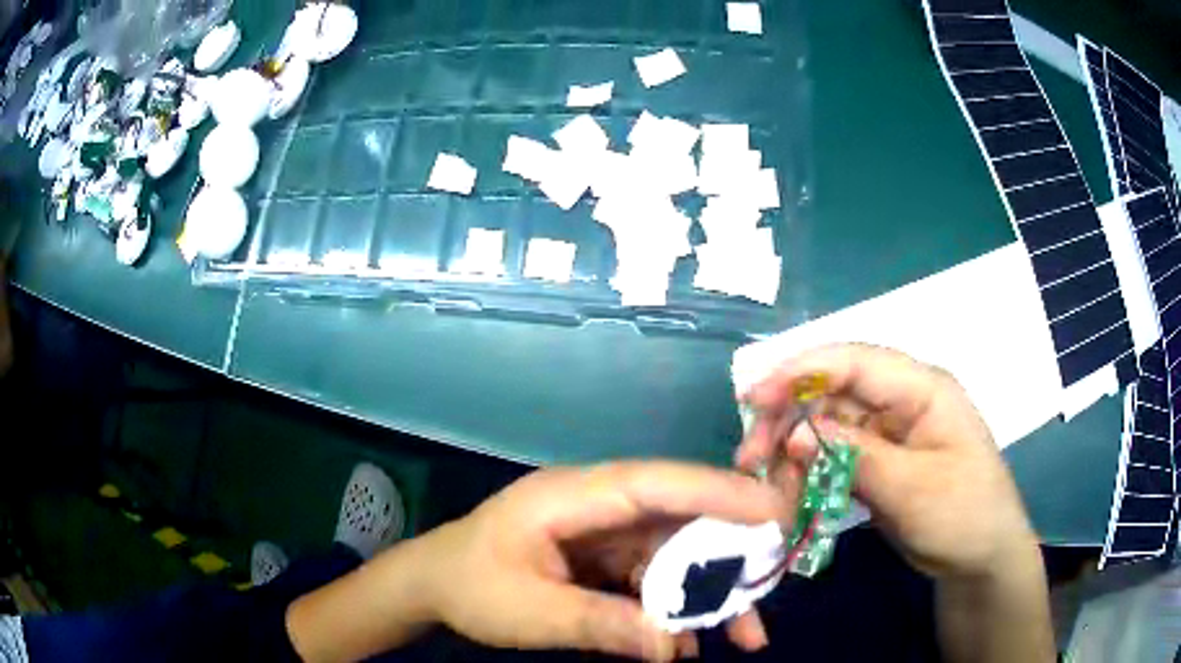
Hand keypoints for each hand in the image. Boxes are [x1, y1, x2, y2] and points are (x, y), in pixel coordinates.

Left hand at [420, 462, 787, 660]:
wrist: (432, 587)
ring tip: (746, 634)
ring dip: (709, 592)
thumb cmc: (472, 588)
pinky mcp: (603, 557)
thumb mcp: (532, 613)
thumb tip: (676, 647)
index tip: (775, 511)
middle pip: (678, 517)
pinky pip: (654, 577)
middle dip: (729, 553)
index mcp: (572, 497)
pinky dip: (677, 607)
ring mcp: (603, 531)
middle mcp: (597, 505)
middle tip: (769, 588)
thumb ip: (603, 626)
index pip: (656, 483)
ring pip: (675, 552)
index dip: (719, 492)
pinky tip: (689, 643)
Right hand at [735, 343, 1038, 581]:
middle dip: (786, 417)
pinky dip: (808, 473)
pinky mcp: (878, 461)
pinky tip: (791, 495)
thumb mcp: (914, 489)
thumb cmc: (964, 515)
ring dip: (792, 450)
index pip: (853, 361)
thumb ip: (857, 458)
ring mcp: (888, 432)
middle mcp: (900, 400)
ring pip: (826, 425)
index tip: (753, 398)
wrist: (981, 558)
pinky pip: (833, 456)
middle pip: (831, 390)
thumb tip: (795, 434)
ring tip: (767, 485)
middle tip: (749, 456)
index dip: (800, 370)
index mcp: (921, 389)